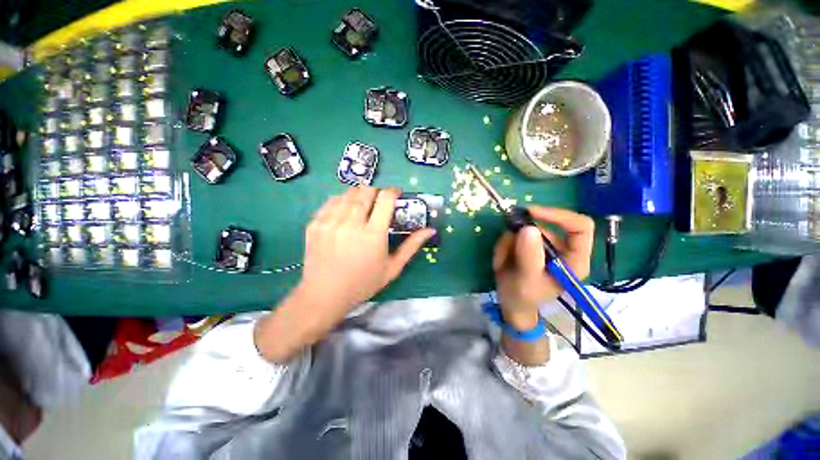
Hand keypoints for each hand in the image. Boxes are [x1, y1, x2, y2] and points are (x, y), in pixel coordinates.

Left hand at [255, 187, 434, 361]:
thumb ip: (411, 246)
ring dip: (360, 194)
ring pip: (348, 193)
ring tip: (364, 205)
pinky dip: (342, 200)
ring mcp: (330, 222)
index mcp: (373, 234)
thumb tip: (430, 230)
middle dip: (376, 191)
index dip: (393, 191)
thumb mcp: (392, 268)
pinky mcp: (315, 224)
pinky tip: (346, 210)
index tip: (396, 194)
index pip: (385, 198)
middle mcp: (351, 223)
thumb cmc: (362, 283)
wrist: (324, 295)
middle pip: (366, 191)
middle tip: (380, 201)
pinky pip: (331, 201)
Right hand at [492, 207, 593, 329]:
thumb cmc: (523, 297)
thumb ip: (529, 257)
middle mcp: (562, 249)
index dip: (558, 215)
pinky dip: (504, 244)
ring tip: (502, 260)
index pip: (580, 227)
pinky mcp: (529, 245)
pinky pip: (514, 234)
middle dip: (521, 235)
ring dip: (509, 242)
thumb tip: (529, 228)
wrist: (510, 303)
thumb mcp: (526, 280)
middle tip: (505, 248)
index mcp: (574, 260)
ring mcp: (544, 246)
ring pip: (525, 229)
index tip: (532, 213)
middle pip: (545, 226)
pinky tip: (501, 259)